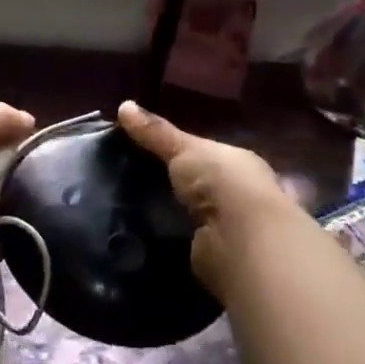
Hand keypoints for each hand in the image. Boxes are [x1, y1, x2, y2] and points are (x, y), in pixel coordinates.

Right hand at [116, 101, 313, 298]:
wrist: (241, 238)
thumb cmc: (220, 181)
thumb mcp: (183, 149)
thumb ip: (156, 132)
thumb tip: (123, 104)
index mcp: (238, 163)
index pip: (209, 156)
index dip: (183, 155)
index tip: (150, 156)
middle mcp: (241, 195)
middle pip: (203, 188)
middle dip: (179, 190)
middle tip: (134, 187)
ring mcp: (233, 230)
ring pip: (197, 219)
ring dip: (176, 219)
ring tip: (133, 216)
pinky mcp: (220, 259)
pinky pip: (190, 247)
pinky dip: (174, 245)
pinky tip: (148, 243)